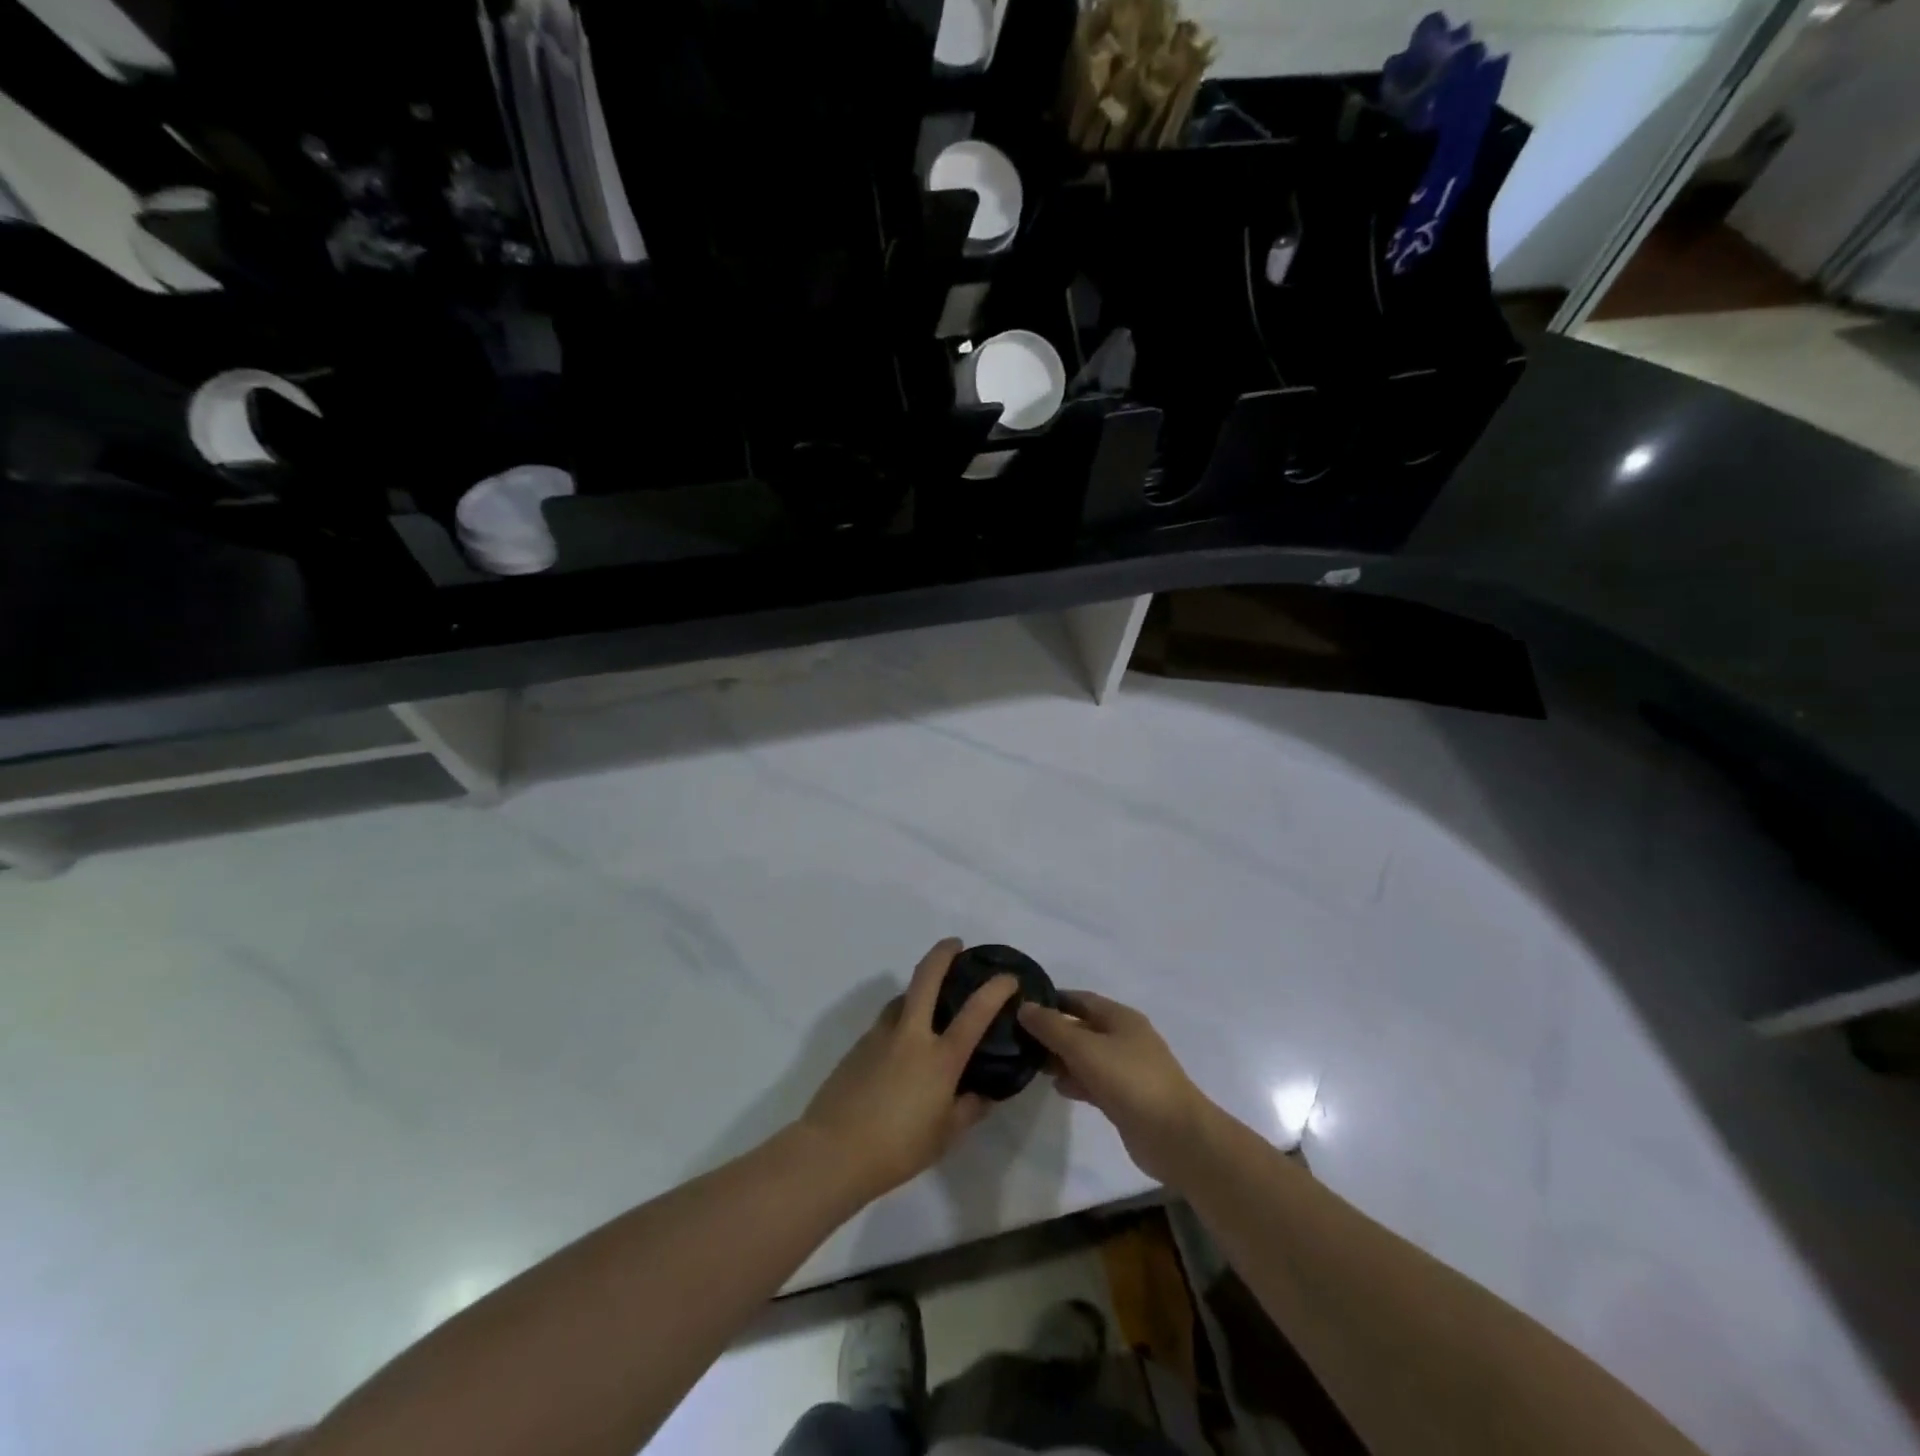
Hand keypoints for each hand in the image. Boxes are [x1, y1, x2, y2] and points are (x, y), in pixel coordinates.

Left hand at [800, 940, 1018, 1201]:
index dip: (996, 989)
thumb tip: (984, 1095)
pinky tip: (902, 1043)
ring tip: (928, 1001)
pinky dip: (900, 1019)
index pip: (976, 1012)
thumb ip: (969, 1110)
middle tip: (955, 944)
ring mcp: (881, 1035)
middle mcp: (911, 1035)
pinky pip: (886, 1021)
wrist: (833, 1151)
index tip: (1008, 978)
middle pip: (926, 977)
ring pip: (902, 997)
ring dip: (917, 989)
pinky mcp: (858, 1045)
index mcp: (940, 1058)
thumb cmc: (897, 1148)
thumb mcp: (945, 1136)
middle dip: (943, 953)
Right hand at [1018, 990, 1211, 1184]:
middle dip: (1054, 1032)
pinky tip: (1058, 1088)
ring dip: (1062, 1058)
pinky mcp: (1127, 1099)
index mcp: (1121, 1017)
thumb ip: (1052, 1028)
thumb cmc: (1130, 1081)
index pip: (1081, 999)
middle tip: (1020, 1039)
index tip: (1023, 1006)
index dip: (1053, 1000)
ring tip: (1032, 1064)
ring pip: (1087, 1056)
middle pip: (1083, 1028)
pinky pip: (1094, 1081)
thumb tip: (1024, 1007)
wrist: (1175, 1137)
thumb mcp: (1085, 1048)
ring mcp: (1128, 1070)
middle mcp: (1125, 1038)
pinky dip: (1076, 1081)